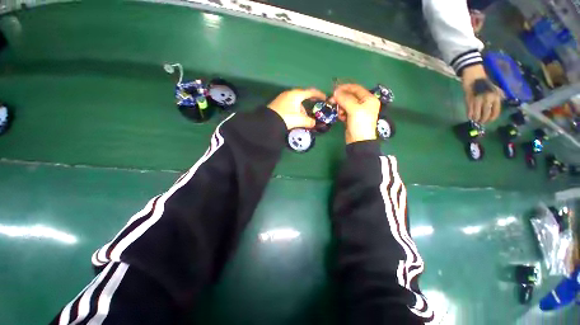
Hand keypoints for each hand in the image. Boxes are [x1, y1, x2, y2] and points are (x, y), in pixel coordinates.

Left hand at [268, 88, 326, 129]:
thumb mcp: (300, 120)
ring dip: (301, 110)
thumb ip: (309, 121)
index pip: (311, 92)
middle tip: (314, 110)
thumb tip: (314, 123)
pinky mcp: (278, 104)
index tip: (325, 98)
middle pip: (303, 97)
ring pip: (296, 103)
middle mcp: (289, 94)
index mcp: (296, 94)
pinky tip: (294, 119)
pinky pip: (290, 106)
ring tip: (302, 120)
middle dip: (309, 105)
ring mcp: (282, 98)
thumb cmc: (286, 118)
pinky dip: (295, 111)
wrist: (268, 122)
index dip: (319, 94)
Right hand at [332, 84, 380, 143]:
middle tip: (332, 101)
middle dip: (341, 98)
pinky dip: (341, 113)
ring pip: (345, 104)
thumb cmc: (360, 124)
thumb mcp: (354, 109)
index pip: (356, 88)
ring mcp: (357, 111)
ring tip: (340, 113)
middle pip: (350, 96)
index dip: (345, 88)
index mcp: (368, 99)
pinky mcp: (351, 118)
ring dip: (340, 107)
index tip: (334, 90)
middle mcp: (364, 103)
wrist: (359, 141)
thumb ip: (345, 99)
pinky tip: (341, 118)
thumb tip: (336, 91)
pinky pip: (344, 111)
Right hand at [461, 64, 503, 123]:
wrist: (474, 76)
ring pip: (477, 114)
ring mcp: (478, 100)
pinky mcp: (469, 100)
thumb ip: (497, 99)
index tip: (488, 121)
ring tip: (474, 120)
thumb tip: (495, 108)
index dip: (491, 118)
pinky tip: (469, 116)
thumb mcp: (495, 90)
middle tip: (480, 122)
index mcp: (496, 97)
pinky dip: (469, 115)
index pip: (495, 112)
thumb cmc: (485, 83)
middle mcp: (488, 99)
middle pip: (486, 114)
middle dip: (483, 120)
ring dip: (476, 118)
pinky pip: (470, 110)